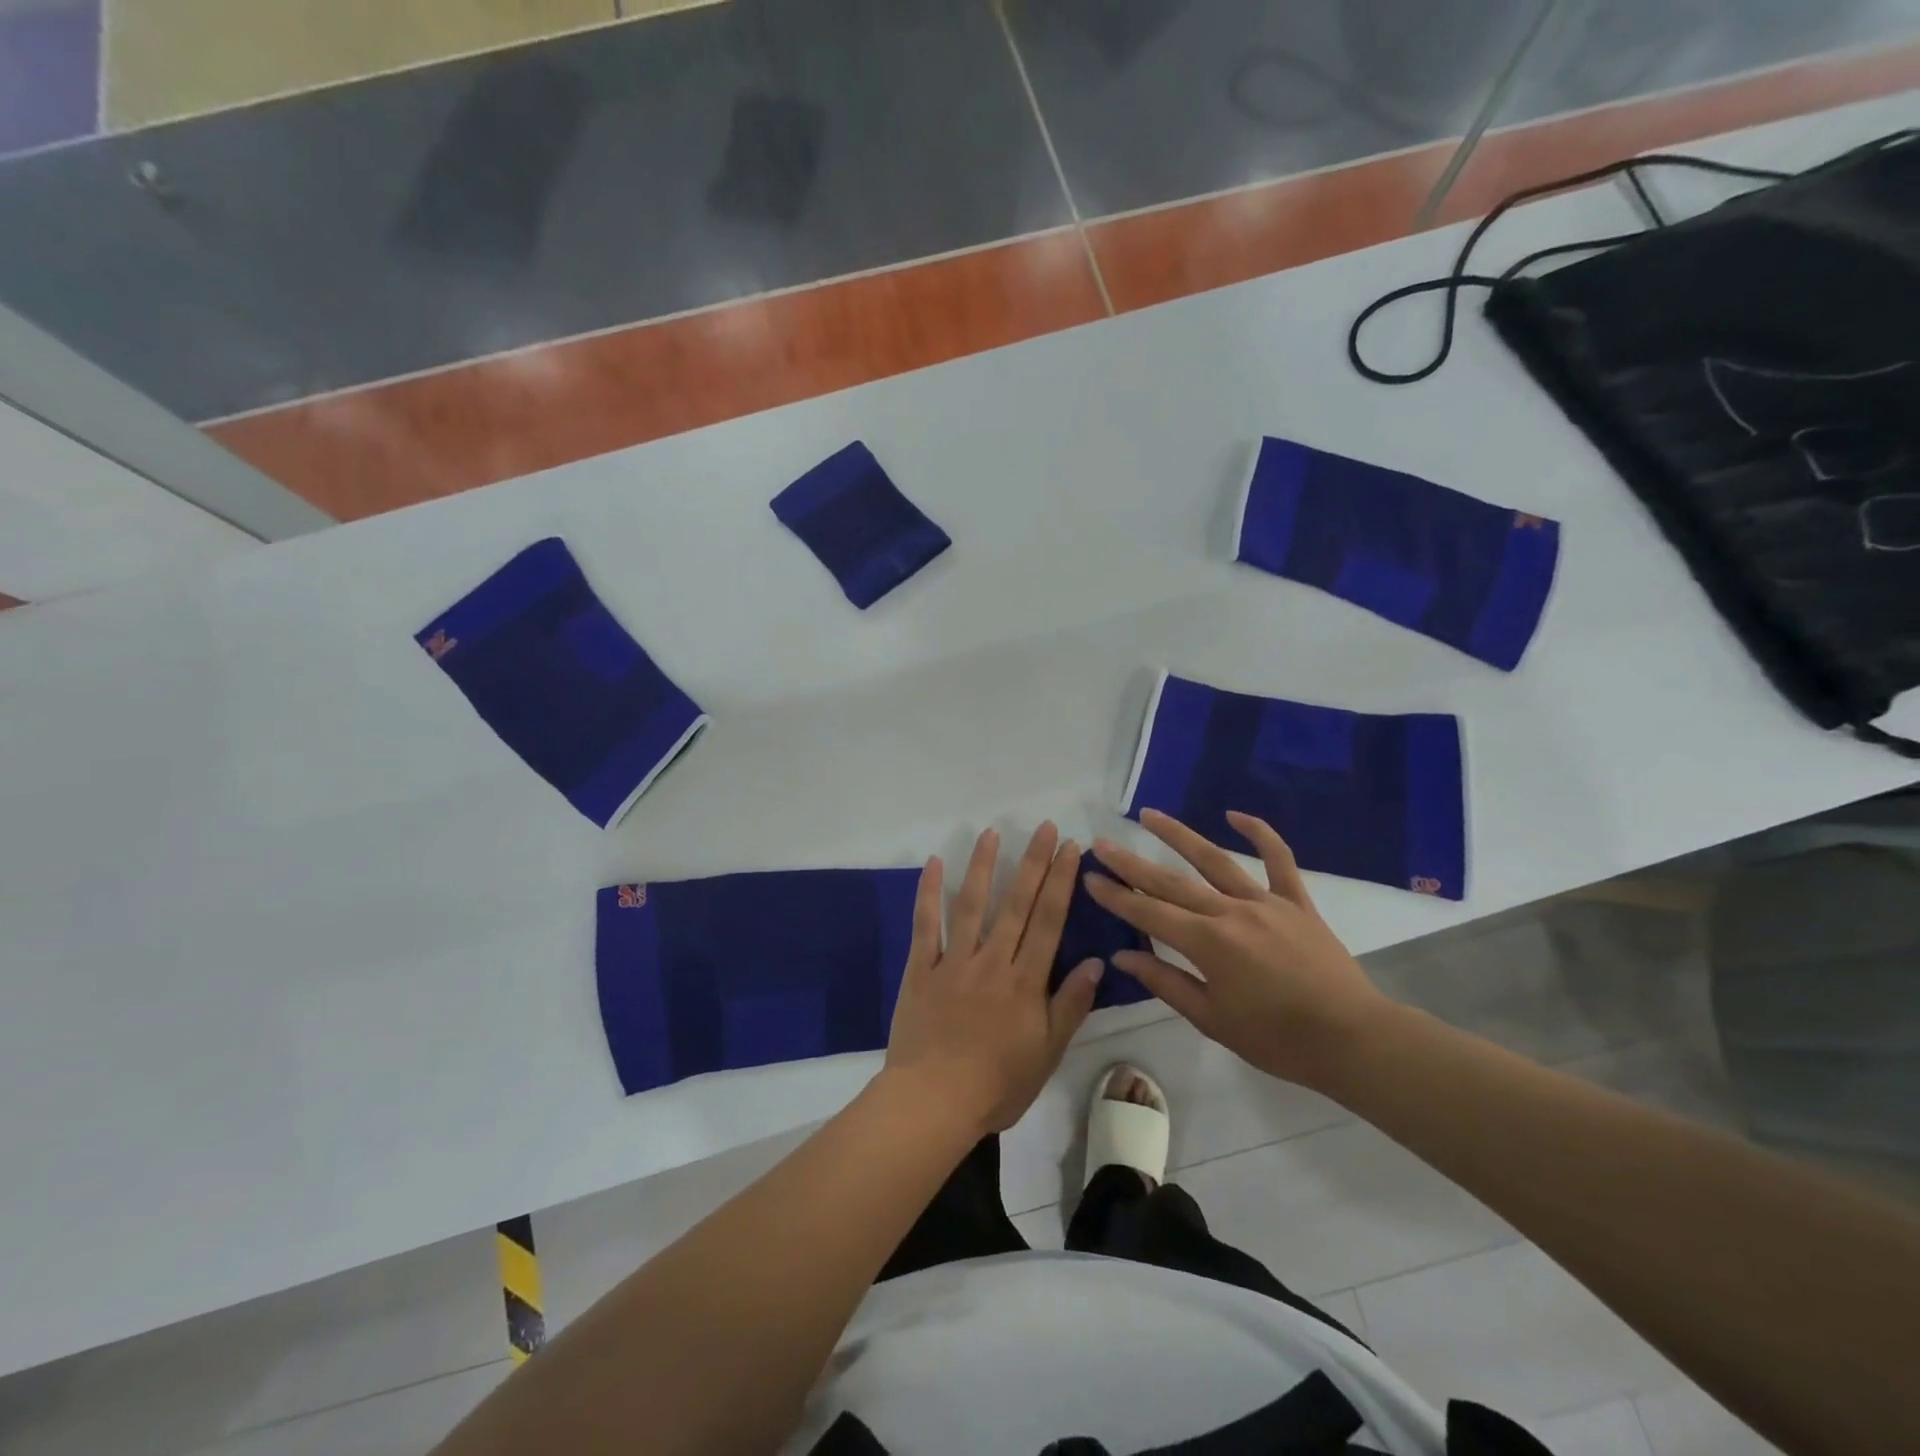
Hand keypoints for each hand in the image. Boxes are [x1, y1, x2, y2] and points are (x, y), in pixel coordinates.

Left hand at [884, 823, 1103, 1135]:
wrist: (934, 1102)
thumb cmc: (997, 1085)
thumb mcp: (1048, 1053)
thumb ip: (1070, 1005)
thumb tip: (1097, 962)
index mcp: (1025, 981)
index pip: (1049, 921)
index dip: (1061, 881)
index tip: (1071, 848)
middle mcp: (992, 961)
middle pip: (1016, 903)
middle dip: (1033, 862)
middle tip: (1044, 827)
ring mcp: (954, 961)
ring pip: (971, 904)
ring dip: (982, 866)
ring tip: (992, 833)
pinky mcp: (921, 969)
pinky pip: (925, 925)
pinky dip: (928, 893)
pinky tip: (934, 863)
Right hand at [1084, 809, 1391, 1092]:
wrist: (1352, 1039)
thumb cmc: (1277, 1039)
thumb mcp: (1212, 1019)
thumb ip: (1165, 982)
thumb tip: (1123, 955)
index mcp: (1208, 944)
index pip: (1149, 913)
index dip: (1116, 896)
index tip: (1089, 877)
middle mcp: (1230, 912)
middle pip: (1171, 882)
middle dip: (1131, 863)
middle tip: (1102, 843)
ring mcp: (1265, 902)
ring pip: (1215, 860)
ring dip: (1179, 836)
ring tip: (1149, 815)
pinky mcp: (1296, 902)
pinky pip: (1279, 860)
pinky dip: (1260, 833)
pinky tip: (1235, 814)